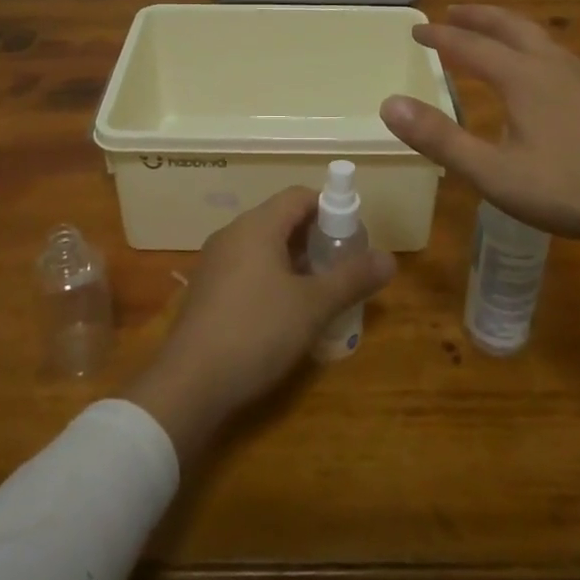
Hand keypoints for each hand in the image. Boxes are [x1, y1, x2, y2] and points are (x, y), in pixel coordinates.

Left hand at [120, 187, 394, 462]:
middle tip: (342, 268)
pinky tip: (286, 314)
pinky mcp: (207, 290)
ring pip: (264, 246)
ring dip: (295, 261)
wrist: (189, 383)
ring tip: (320, 293)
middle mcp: (233, 234)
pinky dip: (272, 278)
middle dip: (316, 238)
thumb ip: (352, 278)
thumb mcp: (313, 306)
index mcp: (257, 225)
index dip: (330, 209)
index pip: (299, 196)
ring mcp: (215, 262)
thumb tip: (390, 258)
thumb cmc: (256, 331)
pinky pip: (247, 268)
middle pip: (282, 219)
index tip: (353, 237)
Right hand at [380, 5, 579, 240]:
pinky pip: (553, 52)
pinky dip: (528, 44)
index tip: (416, 30)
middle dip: (476, 16)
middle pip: (507, 25)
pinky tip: (535, 68)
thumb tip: (389, 104)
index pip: (469, 45)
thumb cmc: (567, 187)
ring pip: (535, 36)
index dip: (440, 36)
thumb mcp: (494, 173)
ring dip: (504, 27)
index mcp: (521, 77)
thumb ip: (440, 139)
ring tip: (488, 33)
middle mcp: (550, 64)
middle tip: (452, 12)